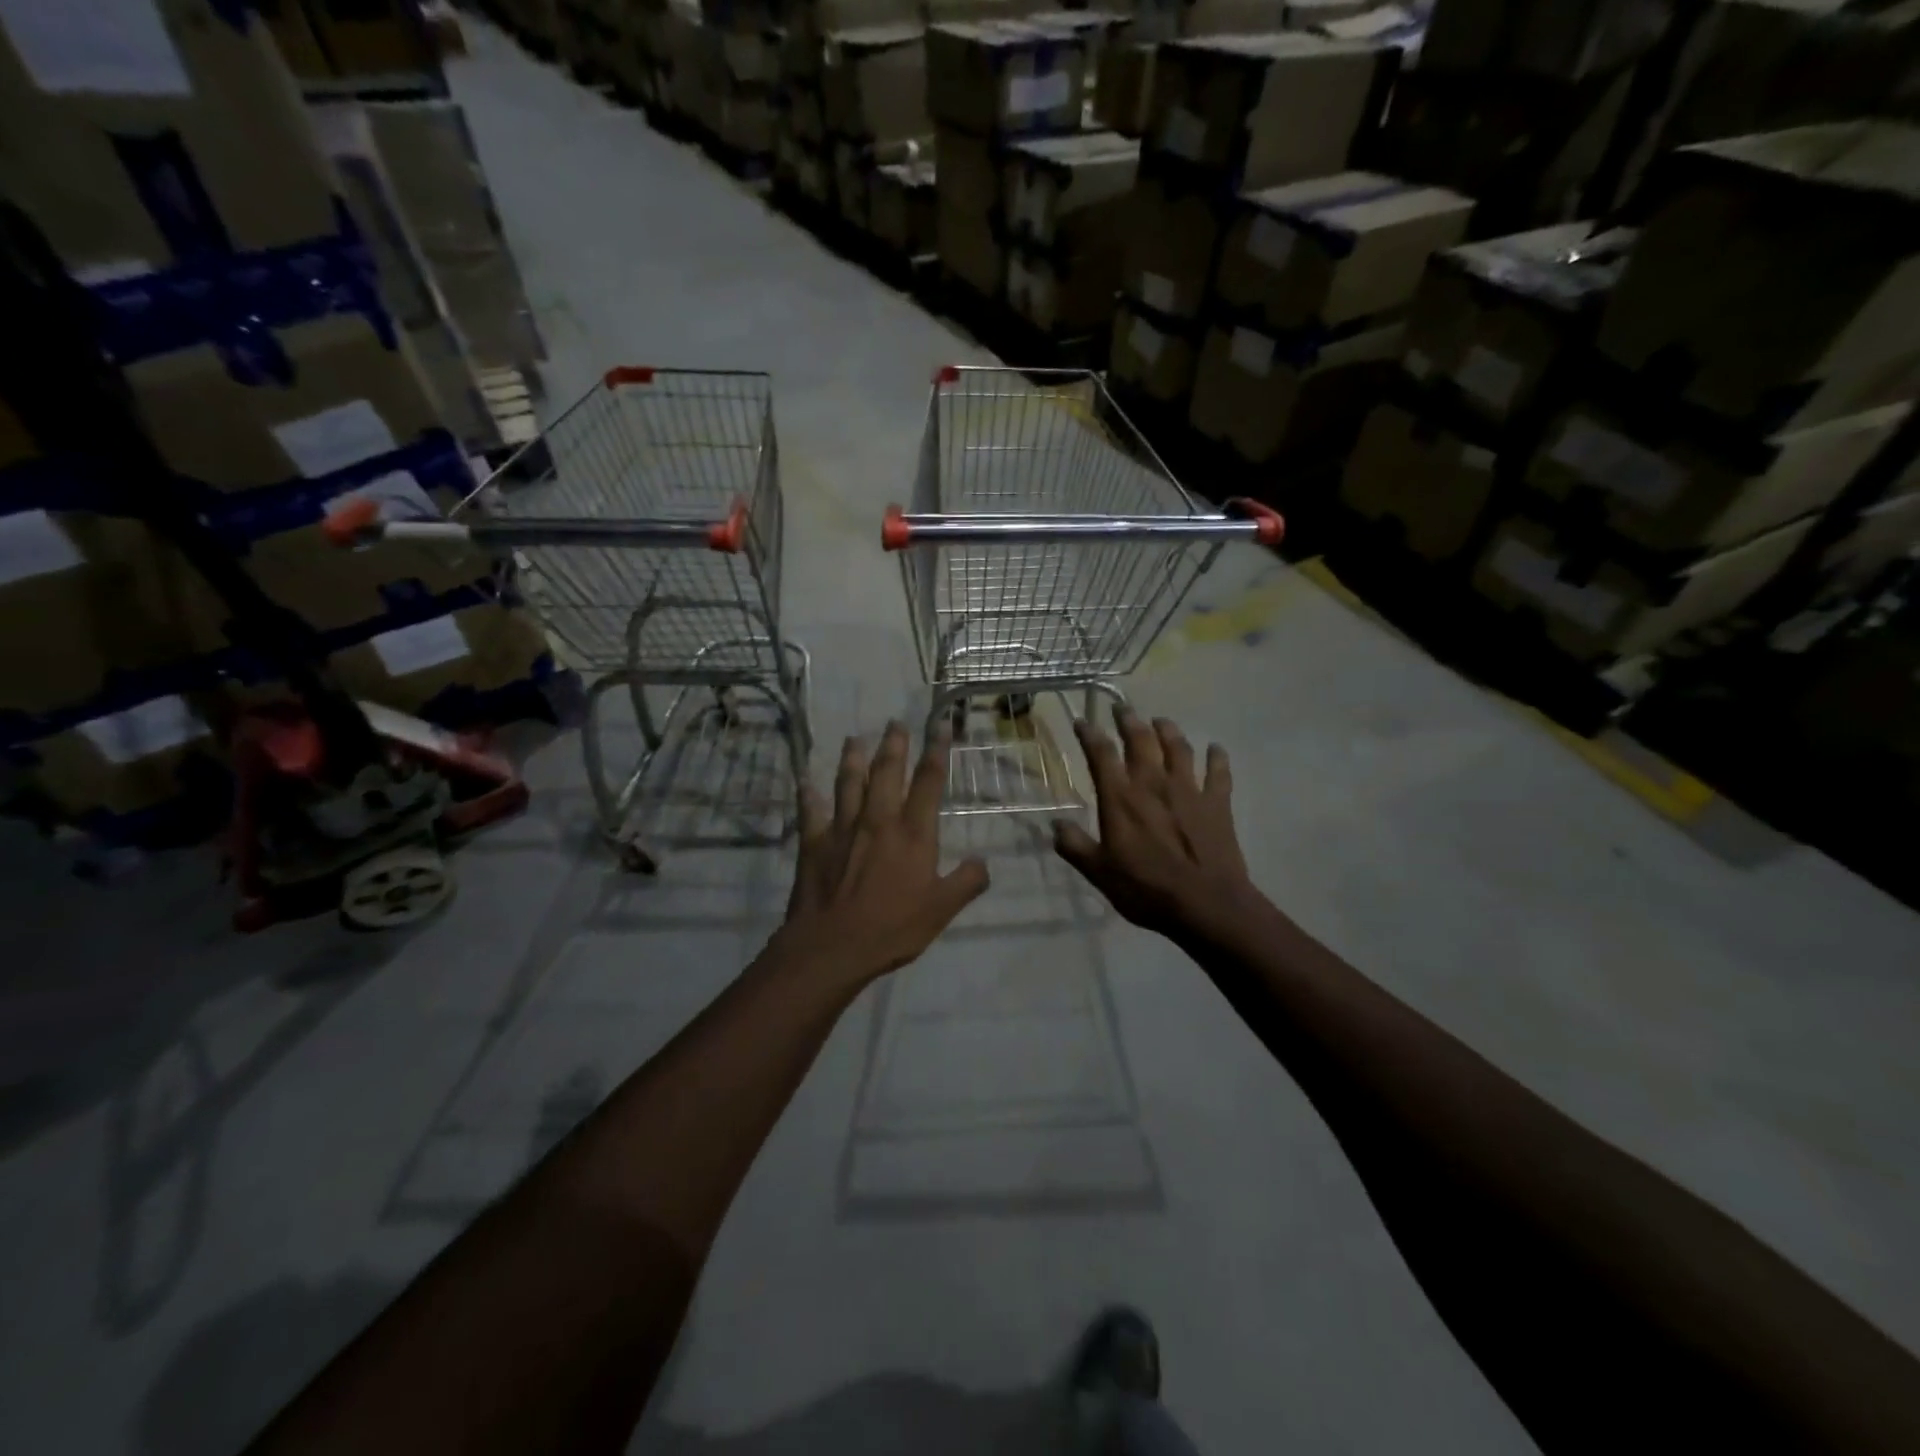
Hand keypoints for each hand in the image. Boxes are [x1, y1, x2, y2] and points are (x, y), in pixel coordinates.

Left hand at [769, 722, 989, 989]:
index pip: (929, 782)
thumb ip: (966, 883)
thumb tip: (983, 863)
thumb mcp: (941, 910)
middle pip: (887, 772)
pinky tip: (803, 781)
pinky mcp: (814, 843)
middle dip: (894, 744)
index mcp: (913, 833)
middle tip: (894, 722)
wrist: (833, 946)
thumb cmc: (892, 927)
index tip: (940, 725)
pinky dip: (807, 794)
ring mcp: (843, 828)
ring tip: (853, 739)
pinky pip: (809, 811)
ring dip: (852, 759)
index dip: (937, 751)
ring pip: (848, 783)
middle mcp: (879, 820)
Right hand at [1053, 706, 1260, 941]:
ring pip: (1179, 748)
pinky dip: (1217, 757)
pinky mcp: (1217, 803)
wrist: (1206, 904)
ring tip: (1161, 721)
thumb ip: (1075, 846)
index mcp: (1121, 798)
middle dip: (1129, 720)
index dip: (1089, 734)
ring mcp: (1189, 790)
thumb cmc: (1146, 889)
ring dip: (1169, 730)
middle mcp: (1153, 784)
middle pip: (1141, 740)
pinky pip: (1219, 772)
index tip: (1081, 721)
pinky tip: (1216, 748)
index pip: (1101, 755)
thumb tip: (1055, 825)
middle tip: (1122, 708)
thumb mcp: (1099, 873)